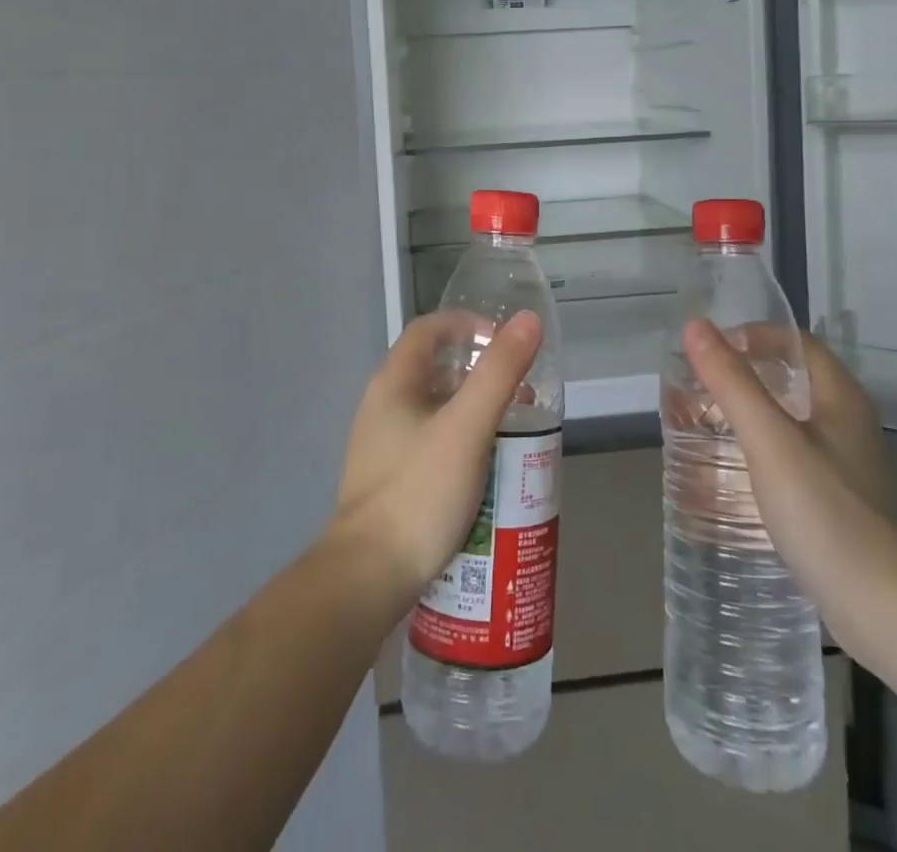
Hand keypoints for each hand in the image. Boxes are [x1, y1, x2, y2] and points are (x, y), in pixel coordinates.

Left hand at [334, 311, 542, 611]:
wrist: (368, 577)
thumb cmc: (419, 491)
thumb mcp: (467, 427)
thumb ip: (499, 371)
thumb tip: (528, 320)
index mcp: (393, 382)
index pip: (429, 329)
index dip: (468, 324)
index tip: (505, 342)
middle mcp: (383, 405)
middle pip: (435, 368)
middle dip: (480, 372)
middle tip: (521, 391)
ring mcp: (383, 444)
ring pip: (436, 408)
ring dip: (475, 409)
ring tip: (514, 430)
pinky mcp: (392, 478)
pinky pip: (433, 442)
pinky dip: (464, 440)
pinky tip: (488, 468)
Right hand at [683, 318, 896, 665]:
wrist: (883, 610)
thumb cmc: (824, 512)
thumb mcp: (769, 441)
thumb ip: (732, 382)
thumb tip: (696, 326)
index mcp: (841, 397)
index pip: (795, 342)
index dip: (751, 336)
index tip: (708, 352)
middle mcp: (849, 422)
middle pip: (791, 379)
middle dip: (743, 376)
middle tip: (698, 389)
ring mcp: (847, 464)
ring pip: (790, 419)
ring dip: (748, 413)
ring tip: (705, 426)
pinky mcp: (839, 500)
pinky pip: (792, 454)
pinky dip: (760, 449)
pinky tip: (734, 472)